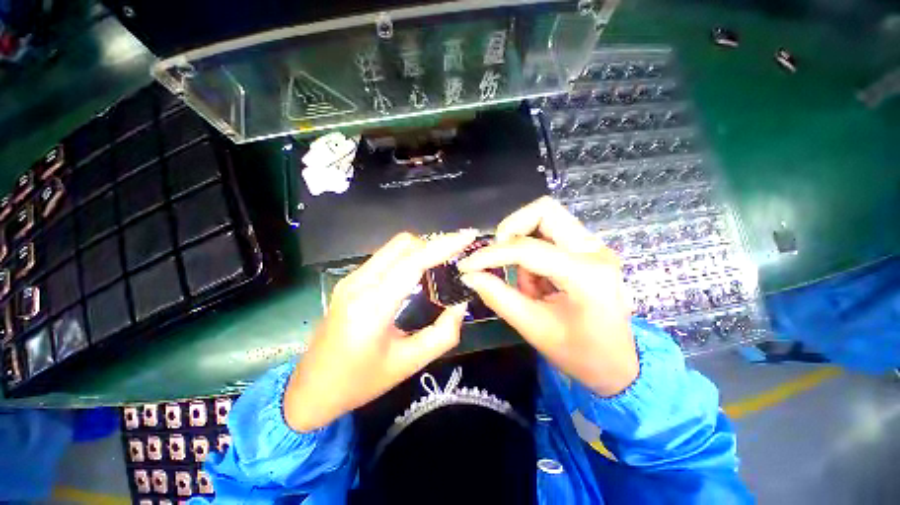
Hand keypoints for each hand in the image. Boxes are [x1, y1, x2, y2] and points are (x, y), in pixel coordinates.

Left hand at [284, 231, 476, 431]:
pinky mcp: (350, 280)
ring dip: (421, 249)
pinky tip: (419, 273)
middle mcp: (359, 283)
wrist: (312, 389)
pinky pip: (386, 257)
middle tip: (455, 258)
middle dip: (433, 245)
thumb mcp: (408, 364)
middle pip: (403, 244)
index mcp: (372, 306)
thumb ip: (442, 334)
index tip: (467, 236)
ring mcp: (351, 279)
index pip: (413, 262)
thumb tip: (461, 305)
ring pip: (394, 247)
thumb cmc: (360, 382)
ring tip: (442, 264)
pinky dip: (408, 257)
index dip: (443, 245)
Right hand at [458, 197, 637, 396]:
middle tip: (498, 257)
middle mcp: (594, 250)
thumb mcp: (534, 328)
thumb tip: (470, 275)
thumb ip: (498, 297)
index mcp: (587, 274)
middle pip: (544, 210)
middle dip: (511, 229)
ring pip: (546, 218)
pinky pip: (549, 234)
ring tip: (525, 283)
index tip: (468, 266)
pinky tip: (537, 282)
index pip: (527, 249)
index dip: (491, 255)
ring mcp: (593, 246)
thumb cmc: (581, 354)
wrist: (619, 365)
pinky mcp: (587, 249)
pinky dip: (532, 252)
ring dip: (522, 244)